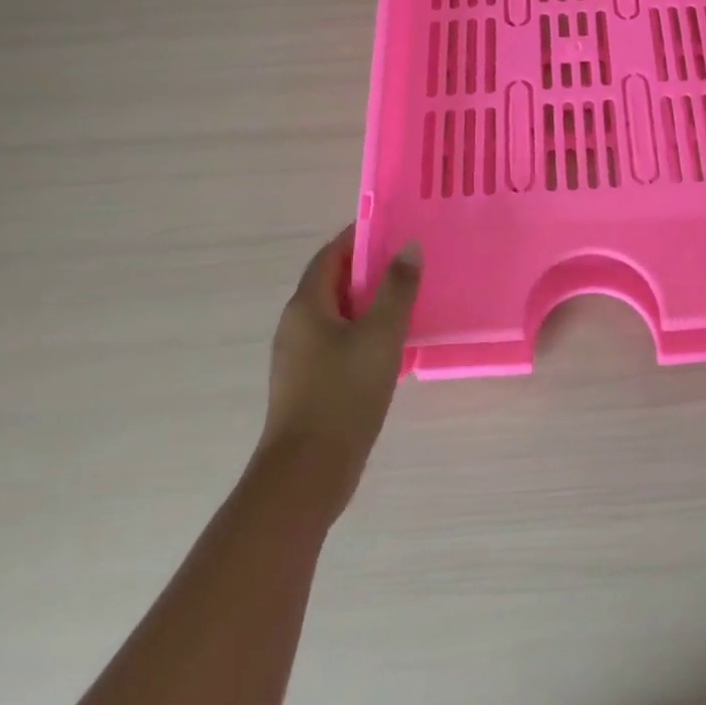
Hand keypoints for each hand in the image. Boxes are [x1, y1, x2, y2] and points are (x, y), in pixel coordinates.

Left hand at [255, 226, 420, 517]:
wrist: (307, 475)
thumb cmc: (343, 394)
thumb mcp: (380, 335)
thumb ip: (397, 288)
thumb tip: (408, 247)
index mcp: (307, 305)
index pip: (331, 255)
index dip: (359, 238)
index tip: (393, 229)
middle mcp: (296, 325)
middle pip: (333, 283)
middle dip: (369, 270)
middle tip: (409, 263)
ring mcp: (299, 358)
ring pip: (338, 316)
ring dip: (369, 304)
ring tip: (408, 301)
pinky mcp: (309, 385)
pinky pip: (338, 343)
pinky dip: (364, 334)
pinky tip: (393, 347)